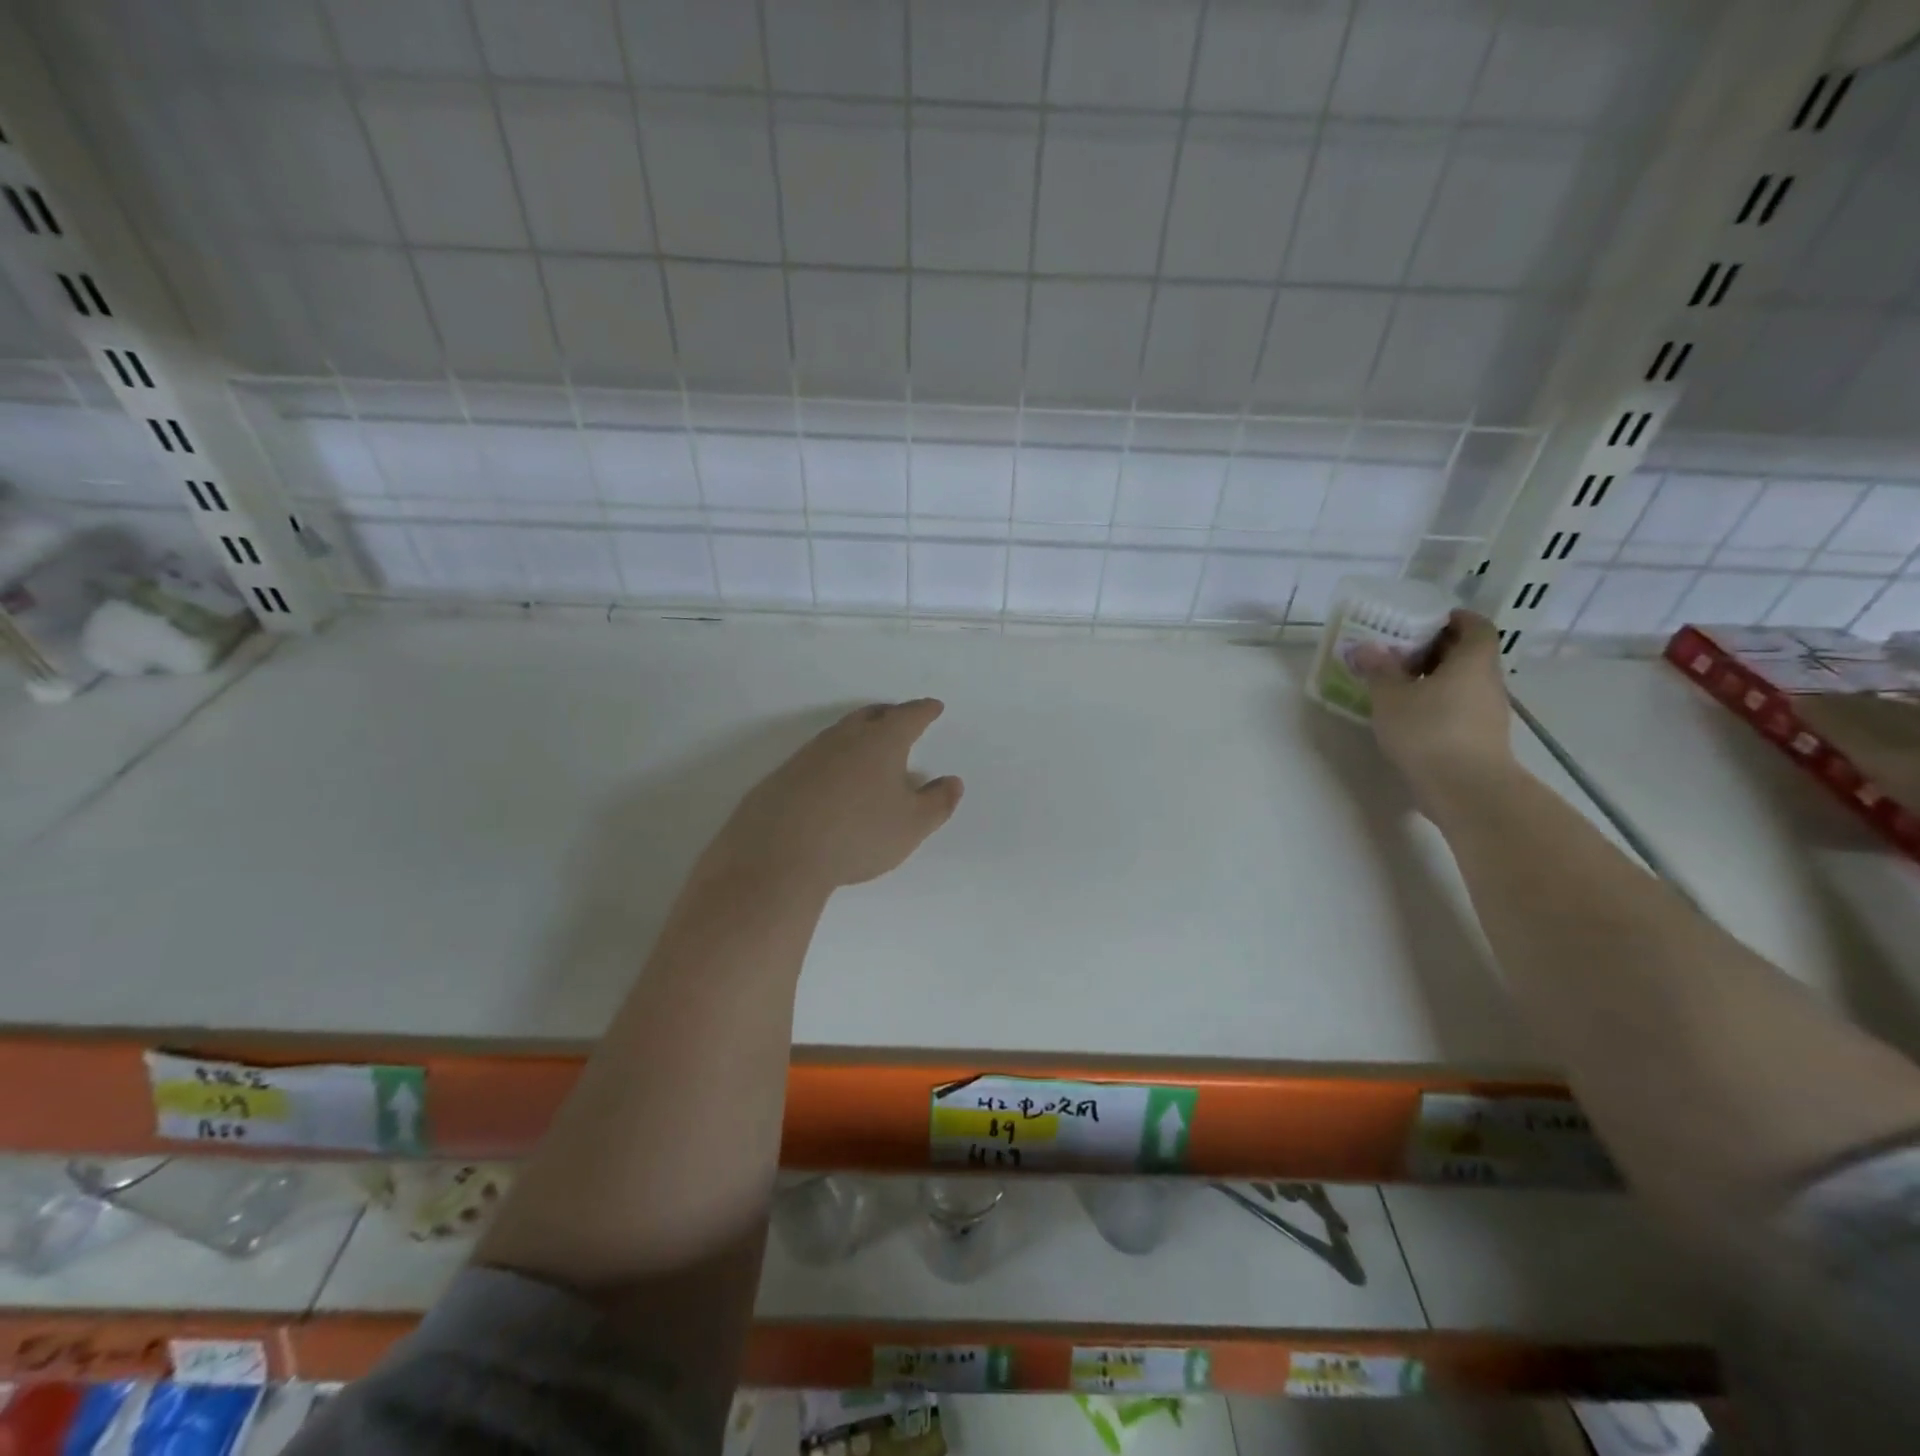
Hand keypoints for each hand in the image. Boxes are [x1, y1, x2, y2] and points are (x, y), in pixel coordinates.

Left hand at [704, 699, 962, 895]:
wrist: (778, 854)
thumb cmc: (857, 835)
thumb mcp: (912, 826)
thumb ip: (937, 802)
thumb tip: (952, 782)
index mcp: (881, 743)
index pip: (909, 717)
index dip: (924, 711)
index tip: (933, 707)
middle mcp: (844, 738)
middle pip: (871, 715)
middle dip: (890, 714)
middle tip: (901, 718)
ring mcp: (809, 754)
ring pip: (841, 733)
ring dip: (859, 733)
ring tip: (870, 746)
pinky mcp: (784, 775)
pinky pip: (818, 756)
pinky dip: (835, 758)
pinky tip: (834, 778)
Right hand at [1352, 610, 1516, 803]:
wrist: (1466, 790)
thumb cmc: (1429, 731)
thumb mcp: (1391, 697)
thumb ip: (1379, 670)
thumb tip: (1366, 647)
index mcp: (1472, 661)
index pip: (1475, 626)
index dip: (1454, 618)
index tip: (1426, 619)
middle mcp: (1488, 681)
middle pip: (1468, 654)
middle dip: (1436, 648)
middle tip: (1400, 650)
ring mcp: (1488, 712)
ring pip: (1464, 682)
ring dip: (1436, 678)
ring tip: (1399, 684)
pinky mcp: (1481, 738)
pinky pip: (1459, 707)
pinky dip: (1438, 703)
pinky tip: (1410, 715)